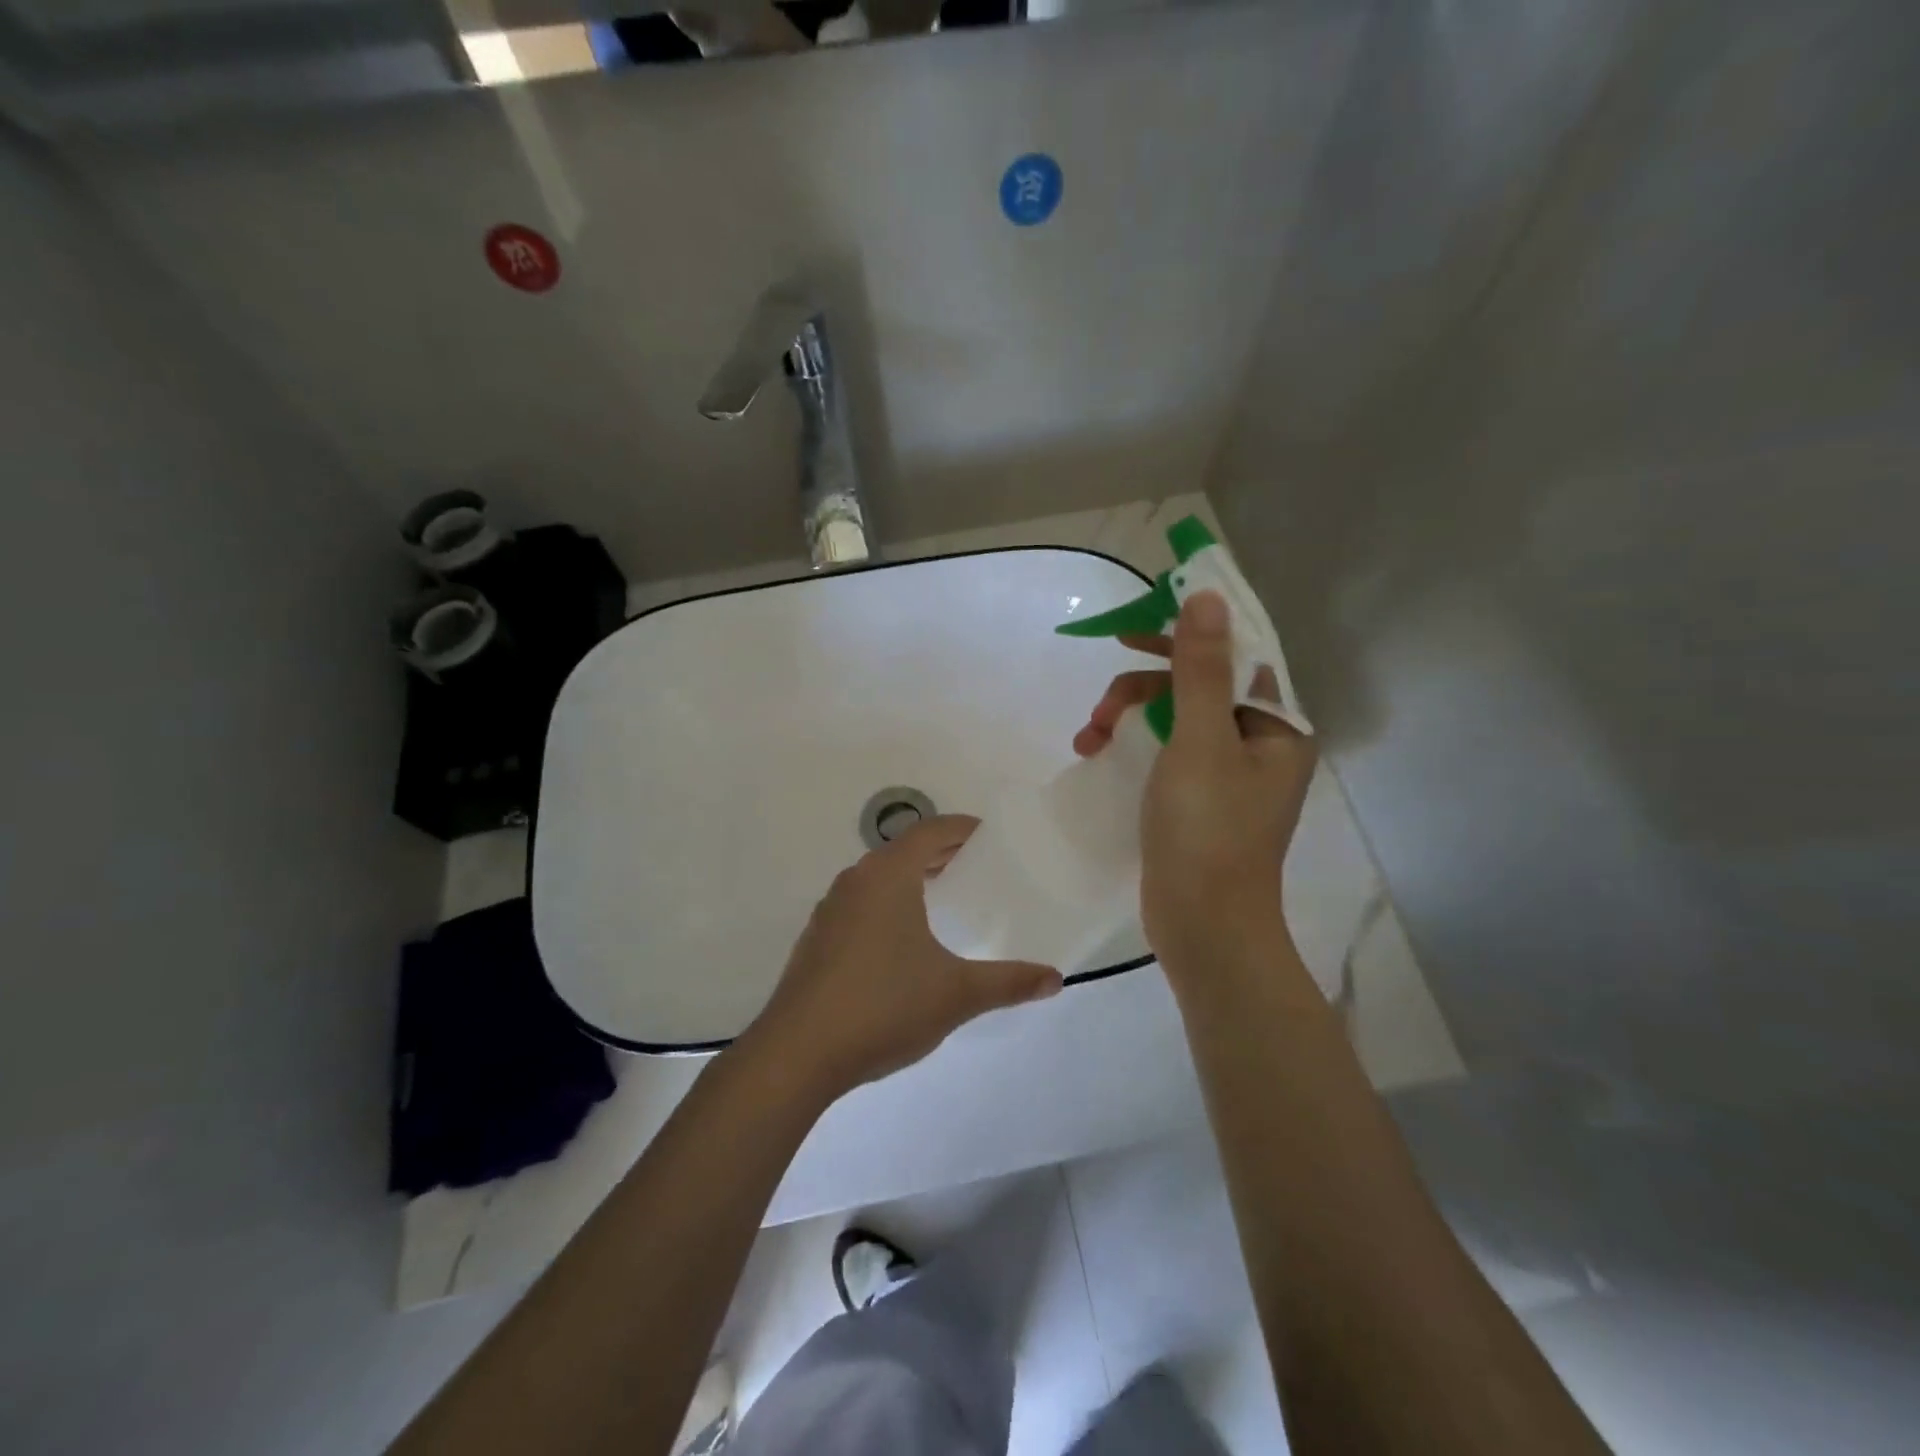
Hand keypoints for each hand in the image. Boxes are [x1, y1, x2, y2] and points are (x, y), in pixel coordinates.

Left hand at [748, 816, 1063, 1099]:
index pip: (930, 831)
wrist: (798, 1053)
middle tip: (976, 866)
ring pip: (878, 877)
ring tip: (943, 898)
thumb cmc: (883, 1006)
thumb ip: (1008, 983)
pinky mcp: (816, 940)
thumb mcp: (957, 994)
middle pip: (903, 850)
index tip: (990, 835)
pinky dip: (887, 904)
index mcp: (888, 876)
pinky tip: (901, 940)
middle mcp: (855, 881)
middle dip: (940, 853)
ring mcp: (830, 910)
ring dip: (911, 878)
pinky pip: (860, 904)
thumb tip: (1056, 979)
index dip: (962, 828)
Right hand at [1073, 591, 1314, 975]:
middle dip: (1142, 688)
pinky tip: (1096, 754)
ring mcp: (1227, 774)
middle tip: (1102, 707)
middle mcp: (1258, 743)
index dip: (1184, 636)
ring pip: (1175, 719)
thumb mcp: (1200, 741)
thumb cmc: (1207, 831)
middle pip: (1197, 687)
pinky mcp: (1198, 799)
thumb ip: (1201, 668)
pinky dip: (1132, 747)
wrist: (1203, 927)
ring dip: (1129, 717)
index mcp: (1275, 726)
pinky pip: (1165, 751)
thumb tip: (1207, 596)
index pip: (1233, 656)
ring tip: (1088, 737)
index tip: (1131, 634)